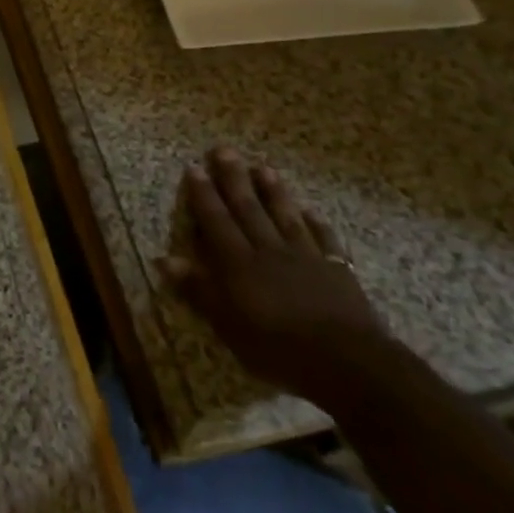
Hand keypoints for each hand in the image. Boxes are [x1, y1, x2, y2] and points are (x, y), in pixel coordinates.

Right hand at [159, 147, 398, 412]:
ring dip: (273, 191)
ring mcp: (305, 257)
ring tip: (263, 167)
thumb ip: (198, 289)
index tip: (194, 167)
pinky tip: (310, 211)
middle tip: (224, 150)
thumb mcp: (228, 325)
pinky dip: (315, 223)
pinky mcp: (337, 270)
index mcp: (239, 263)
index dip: (203, 194)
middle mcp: (269, 250)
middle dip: (234, 179)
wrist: (348, 362)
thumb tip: (165, 258)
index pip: (216, 220)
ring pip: (285, 216)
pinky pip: (323, 239)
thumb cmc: (278, 347)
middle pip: (248, 208)